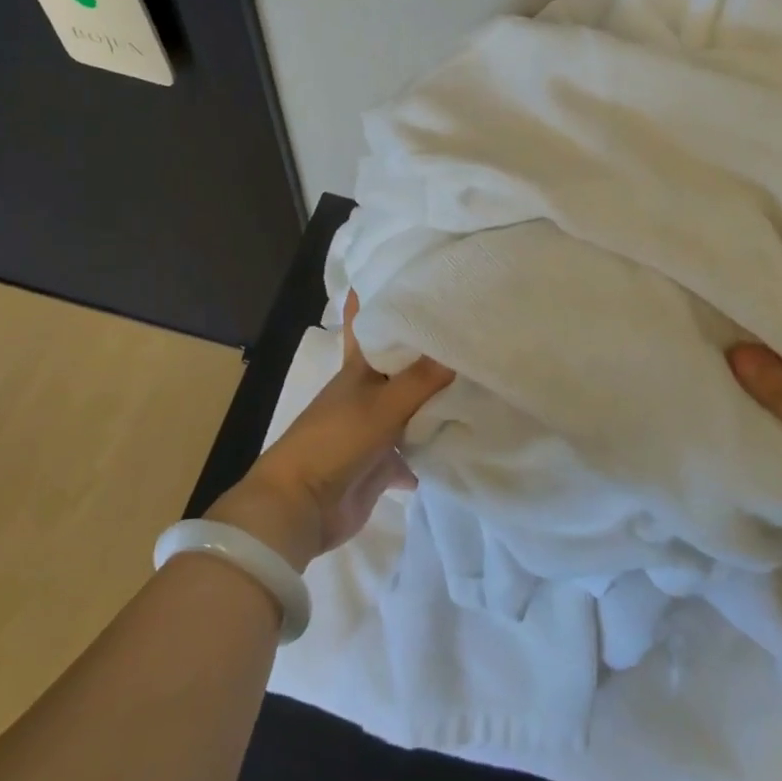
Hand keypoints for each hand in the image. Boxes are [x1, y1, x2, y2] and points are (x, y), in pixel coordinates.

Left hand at [208, 294, 452, 572]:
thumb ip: (421, 380)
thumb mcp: (381, 405)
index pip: (368, 326)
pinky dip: (433, 451)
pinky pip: (415, 452)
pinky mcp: (382, 464)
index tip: (401, 274)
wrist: (303, 506)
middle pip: (400, 367)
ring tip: (478, 383)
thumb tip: (458, 347)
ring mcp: (374, 430)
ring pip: (412, 409)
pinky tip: (463, 443)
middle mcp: (367, 395)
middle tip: (465, 330)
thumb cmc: (335, 441)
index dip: (377, 301)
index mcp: (358, 371)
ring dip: (436, 402)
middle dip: (426, 353)